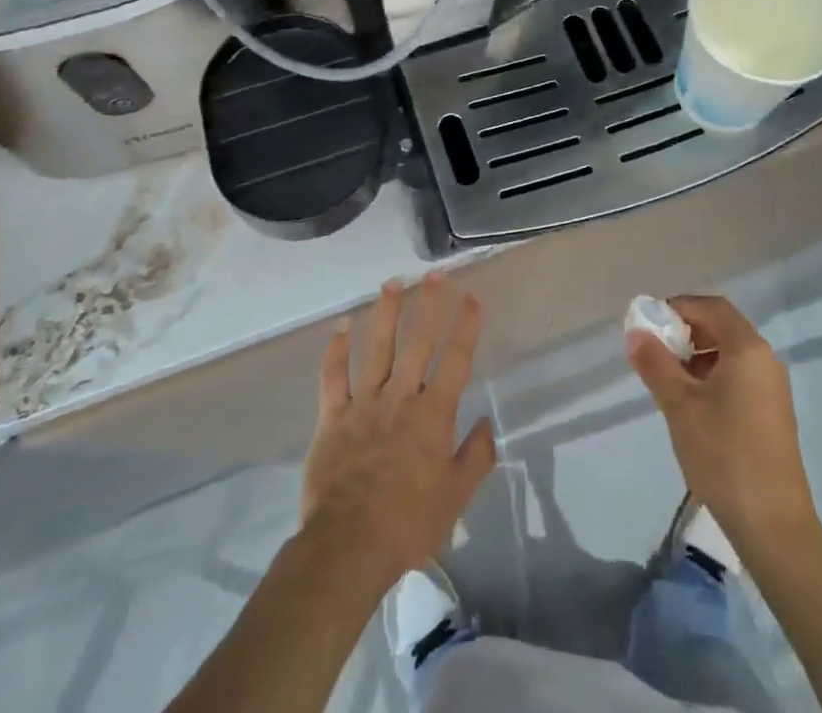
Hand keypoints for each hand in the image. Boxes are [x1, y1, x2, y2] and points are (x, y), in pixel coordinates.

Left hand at [300, 273, 495, 586]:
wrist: (348, 547)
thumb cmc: (409, 523)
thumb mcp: (456, 497)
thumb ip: (476, 456)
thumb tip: (488, 422)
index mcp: (433, 414)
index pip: (456, 360)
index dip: (466, 326)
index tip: (473, 297)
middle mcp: (401, 397)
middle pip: (418, 342)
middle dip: (428, 304)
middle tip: (434, 274)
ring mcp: (364, 404)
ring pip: (376, 348)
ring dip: (385, 313)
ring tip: (391, 283)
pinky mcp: (332, 418)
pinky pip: (333, 377)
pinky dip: (335, 351)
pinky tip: (339, 327)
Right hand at [627, 294, 817, 548]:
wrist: (774, 527)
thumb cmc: (724, 455)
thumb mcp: (680, 406)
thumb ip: (656, 364)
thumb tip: (636, 333)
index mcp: (748, 349)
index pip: (712, 306)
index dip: (680, 306)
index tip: (650, 323)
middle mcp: (766, 361)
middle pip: (723, 327)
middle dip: (687, 332)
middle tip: (656, 353)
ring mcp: (773, 389)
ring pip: (731, 355)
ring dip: (698, 357)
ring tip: (670, 383)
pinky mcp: (773, 415)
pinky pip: (740, 378)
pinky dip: (714, 378)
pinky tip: (694, 409)